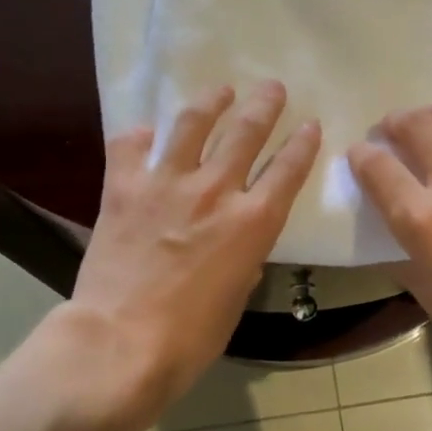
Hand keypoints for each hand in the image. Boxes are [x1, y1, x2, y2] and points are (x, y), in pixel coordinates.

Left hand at [70, 81, 319, 430]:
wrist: (121, 343)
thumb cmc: (190, 337)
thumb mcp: (236, 298)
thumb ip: (244, 259)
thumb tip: (238, 243)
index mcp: (252, 222)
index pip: (288, 169)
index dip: (303, 142)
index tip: (310, 124)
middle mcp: (215, 190)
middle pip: (247, 131)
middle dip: (265, 104)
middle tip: (272, 87)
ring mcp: (167, 182)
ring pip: (194, 122)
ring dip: (212, 101)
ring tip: (220, 91)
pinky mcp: (124, 187)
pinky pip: (131, 145)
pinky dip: (141, 136)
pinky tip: (147, 132)